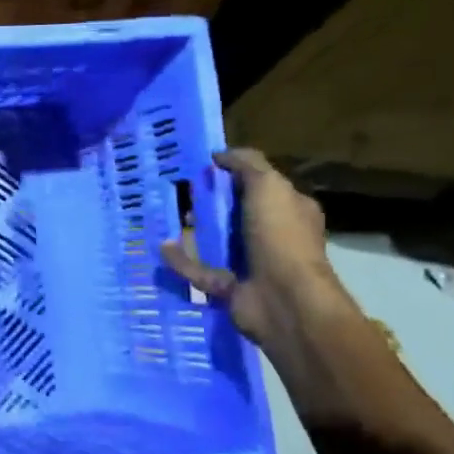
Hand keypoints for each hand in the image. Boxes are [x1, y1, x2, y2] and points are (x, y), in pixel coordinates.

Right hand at [161, 148, 349, 347]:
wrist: (283, 299)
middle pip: (235, 214)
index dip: (234, 176)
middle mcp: (273, 236)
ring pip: (217, 242)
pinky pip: (199, 270)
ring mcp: (252, 264)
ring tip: (168, 218)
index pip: (261, 186)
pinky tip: (163, 248)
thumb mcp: (269, 186)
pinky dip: (182, 261)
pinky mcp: (230, 287)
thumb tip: (219, 154)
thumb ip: (246, 164)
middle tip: (180, 193)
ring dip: (194, 232)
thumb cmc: (280, 236)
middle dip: (210, 204)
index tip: (203, 169)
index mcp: (289, 210)